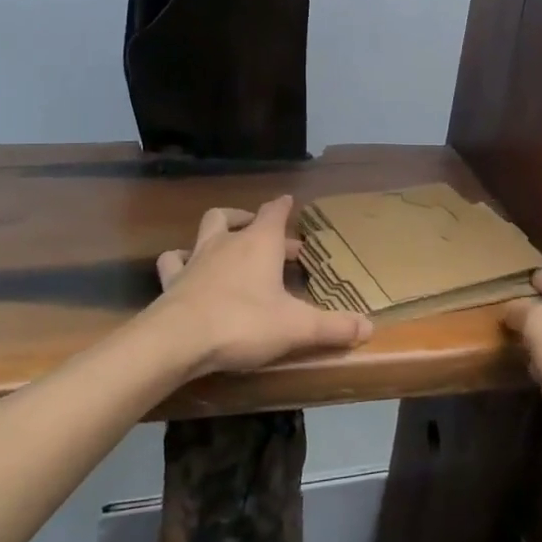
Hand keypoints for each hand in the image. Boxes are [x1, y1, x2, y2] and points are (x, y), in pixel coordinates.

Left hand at [153, 196, 373, 375]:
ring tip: (226, 244)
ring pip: (205, 231)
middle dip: (254, 222)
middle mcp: (227, 242)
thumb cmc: (244, 323)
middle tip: (274, 242)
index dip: (283, 206)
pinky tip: (185, 270)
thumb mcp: (297, 327)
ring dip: (217, 233)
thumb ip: (333, 326)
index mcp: (260, 243)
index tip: (288, 201)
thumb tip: (368, 327)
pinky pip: (174, 261)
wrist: (178, 340)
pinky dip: (181, 261)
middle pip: (237, 217)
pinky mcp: (172, 281)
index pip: (274, 212)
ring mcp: (196, 259)